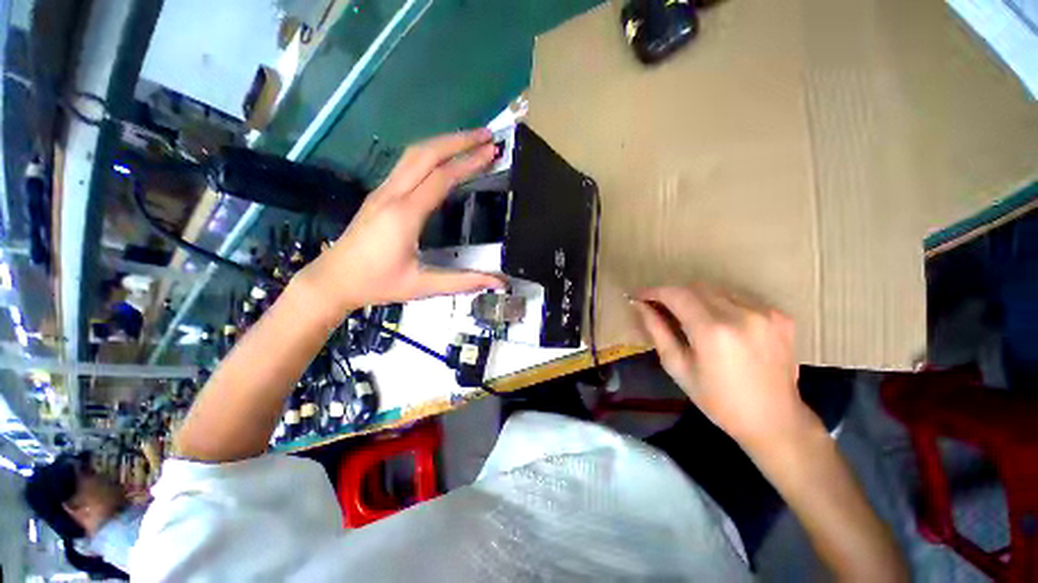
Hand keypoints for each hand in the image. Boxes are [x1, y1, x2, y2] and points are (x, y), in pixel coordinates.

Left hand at [299, 129, 504, 312]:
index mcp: (404, 215)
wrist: (332, 281)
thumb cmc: (377, 284)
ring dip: (443, 142)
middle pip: (426, 154)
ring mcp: (382, 191)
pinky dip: (430, 153)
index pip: (442, 178)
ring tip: (469, 140)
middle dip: (458, 140)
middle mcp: (392, 195)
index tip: (492, 152)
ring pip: (413, 154)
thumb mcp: (422, 286)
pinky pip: (406, 164)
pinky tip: (443, 158)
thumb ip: (463, 281)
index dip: (469, 163)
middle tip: (486, 135)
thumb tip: (499, 282)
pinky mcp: (379, 195)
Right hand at [633, 284, 811, 446]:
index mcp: (712, 331)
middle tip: (662, 309)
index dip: (654, 291)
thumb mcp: (678, 367)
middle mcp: (741, 314)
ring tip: (690, 318)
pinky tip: (721, 325)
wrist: (774, 420)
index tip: (639, 295)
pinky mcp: (780, 316)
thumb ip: (657, 331)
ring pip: (717, 290)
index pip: (676, 295)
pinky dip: (721, 305)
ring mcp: (765, 313)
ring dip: (697, 298)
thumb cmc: (717, 400)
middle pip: (696, 287)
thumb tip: (639, 306)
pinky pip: (739, 298)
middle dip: (674, 294)